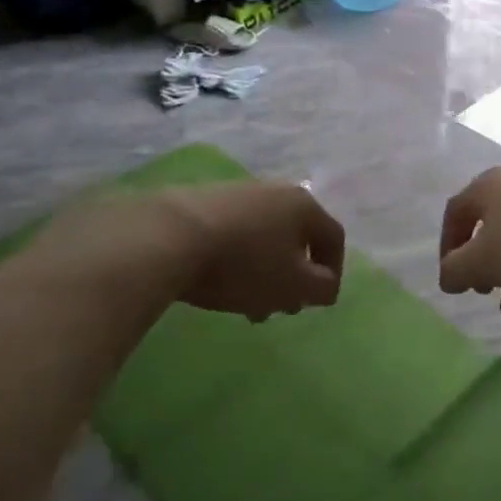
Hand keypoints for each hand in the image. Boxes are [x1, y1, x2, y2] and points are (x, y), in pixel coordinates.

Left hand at [39, 182, 345, 322]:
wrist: (166, 238)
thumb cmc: (243, 263)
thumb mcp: (292, 285)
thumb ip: (320, 288)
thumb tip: (326, 285)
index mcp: (304, 205)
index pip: (334, 237)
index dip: (333, 271)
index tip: (319, 301)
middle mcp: (275, 192)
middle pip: (296, 237)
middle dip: (294, 276)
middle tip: (281, 308)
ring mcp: (237, 194)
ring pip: (264, 238)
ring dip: (264, 273)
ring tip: (247, 306)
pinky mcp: (201, 203)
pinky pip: (233, 235)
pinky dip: (236, 261)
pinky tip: (217, 284)